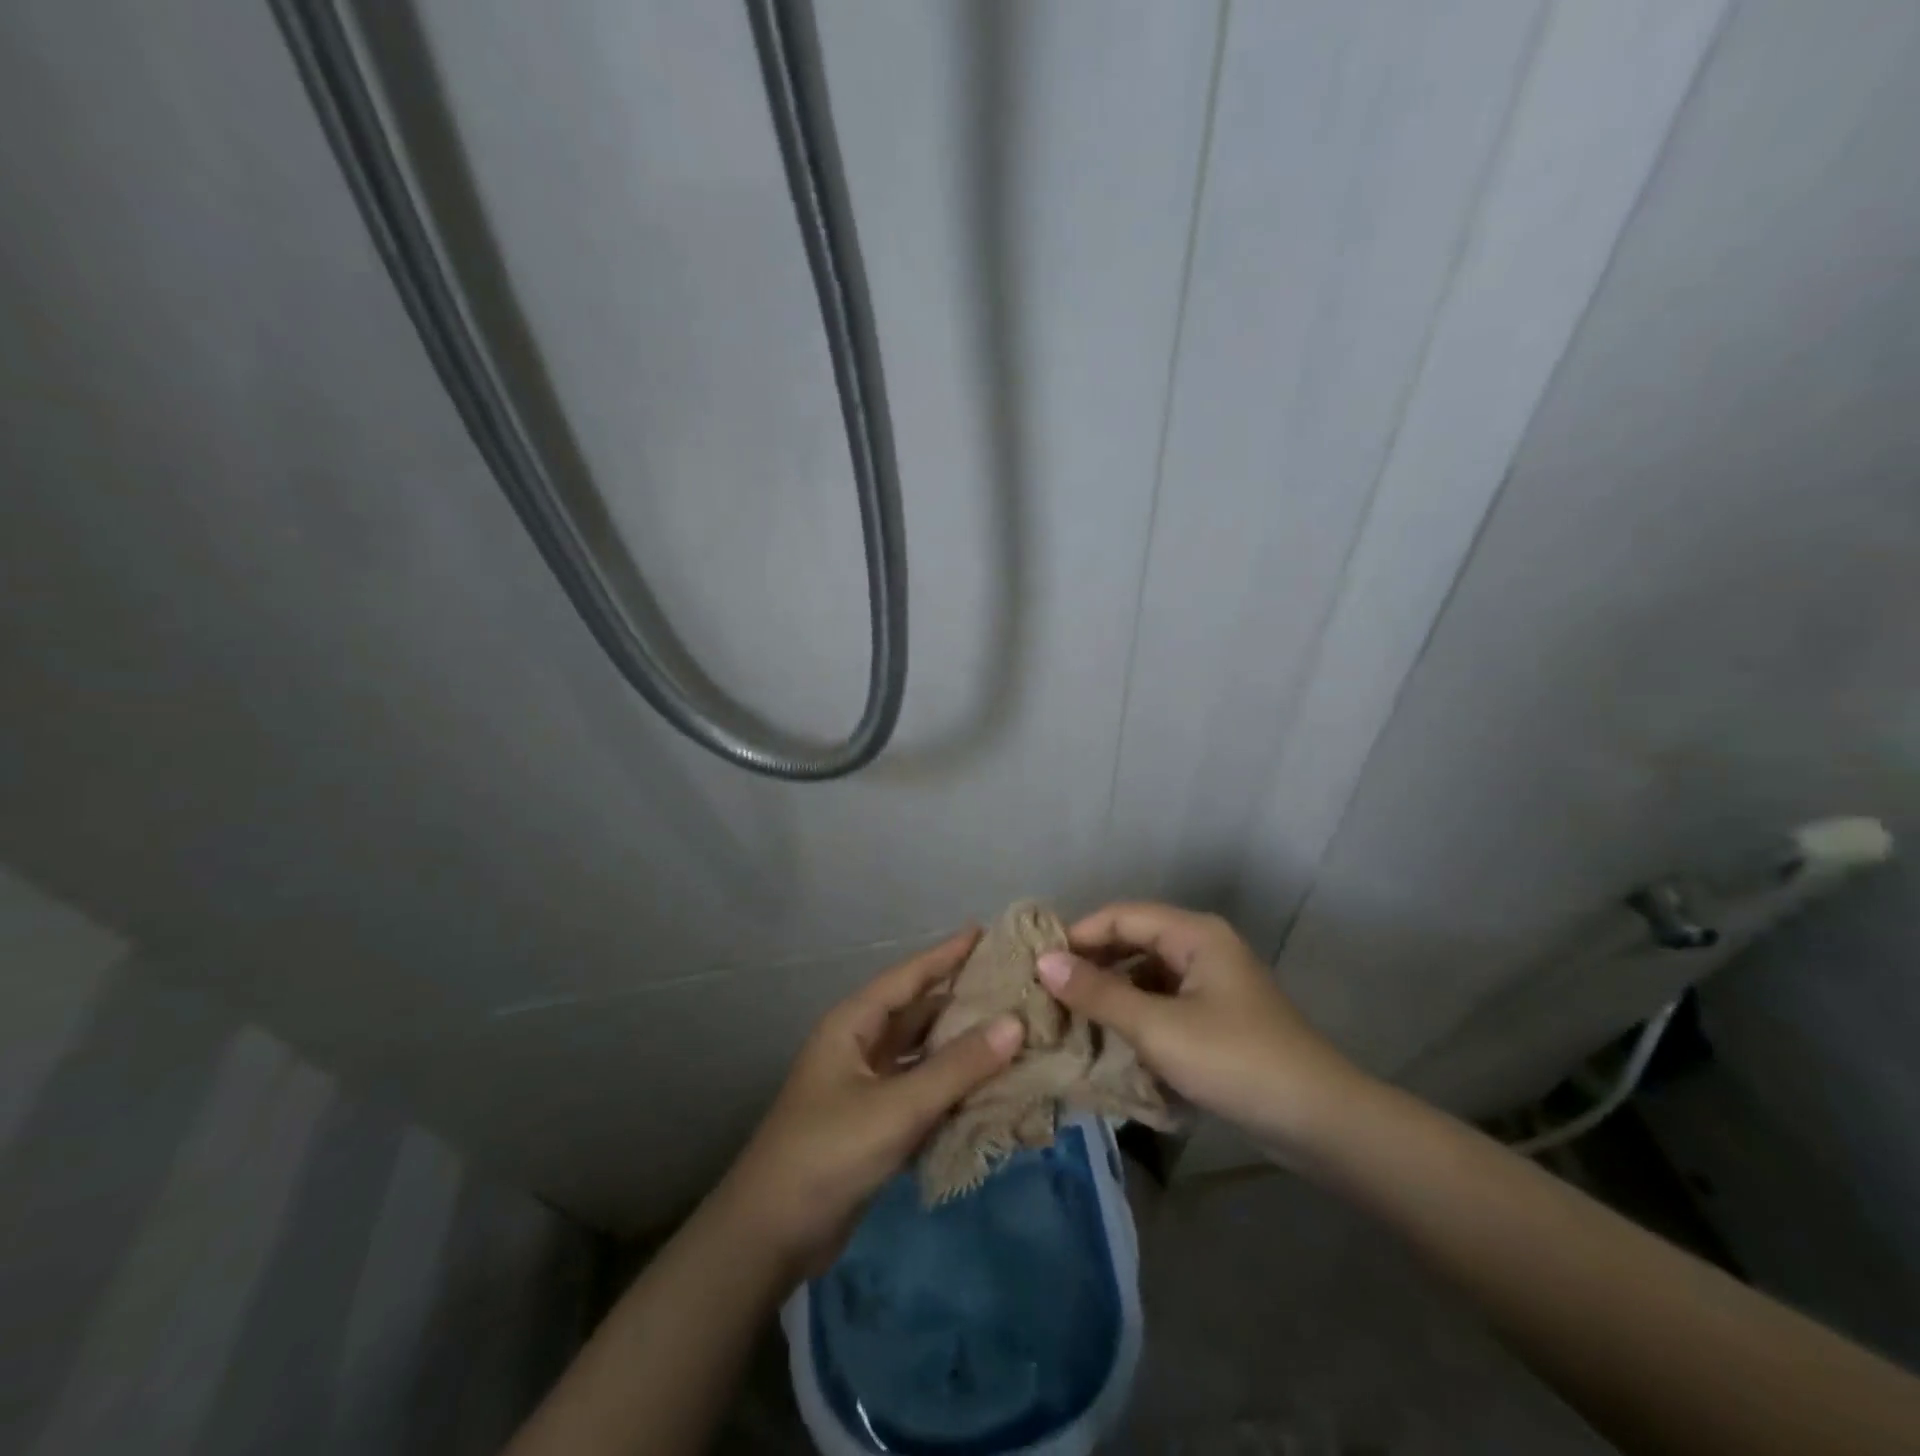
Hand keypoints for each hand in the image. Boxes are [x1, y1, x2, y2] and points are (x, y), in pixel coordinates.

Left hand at [713, 928, 1023, 1276]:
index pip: (909, 976)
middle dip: (962, 1000)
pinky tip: (989, 1088)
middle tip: (1014, 987)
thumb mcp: (897, 1106)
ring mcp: (866, 1086)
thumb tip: (1014, 1023)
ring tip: (1012, 1032)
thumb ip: (957, 1067)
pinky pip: (922, 1091)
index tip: (987, 932)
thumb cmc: (828, 1152)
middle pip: (918, 1012)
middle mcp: (860, 1046)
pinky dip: (952, 1088)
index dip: (947, 953)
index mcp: (854, 1024)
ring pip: (922, 1054)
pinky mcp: (875, 1124)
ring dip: (961, 1047)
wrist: (770, 1235)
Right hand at [1036, 902, 1368, 1159]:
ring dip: (1110, 993)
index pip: (1120, 916)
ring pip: (1146, 975)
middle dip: (1091, 965)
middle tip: (1046, 993)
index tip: (1036, 964)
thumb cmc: (1235, 1061)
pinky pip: (1162, 1003)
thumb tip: (1044, 962)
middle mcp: (1202, 948)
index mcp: (1193, 934)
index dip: (1078, 935)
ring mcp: (1211, 984)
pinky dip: (1134, 1016)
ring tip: (1068, 1018)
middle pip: (1133, 942)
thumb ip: (1100, 993)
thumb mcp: (1158, 1028)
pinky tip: (1109, 1040)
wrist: (1320, 1123)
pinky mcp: (1216, 1018)